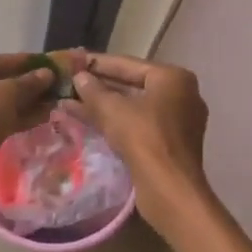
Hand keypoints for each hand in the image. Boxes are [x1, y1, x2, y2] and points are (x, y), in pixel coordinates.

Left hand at [0, 53, 65, 207]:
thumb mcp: (7, 95)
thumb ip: (28, 82)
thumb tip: (48, 74)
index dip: (21, 62)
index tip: (44, 62)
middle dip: (21, 86)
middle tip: (49, 85)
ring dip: (18, 104)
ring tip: (49, 103)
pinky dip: (7, 118)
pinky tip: (37, 119)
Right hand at [63, 54, 214, 240]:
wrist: (170, 190)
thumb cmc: (144, 138)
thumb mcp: (112, 109)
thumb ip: (93, 90)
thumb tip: (78, 77)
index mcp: (173, 78)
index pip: (128, 64)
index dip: (97, 63)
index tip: (72, 61)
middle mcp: (181, 95)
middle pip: (132, 85)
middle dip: (99, 86)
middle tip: (69, 83)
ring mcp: (178, 120)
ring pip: (133, 107)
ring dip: (103, 106)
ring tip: (70, 103)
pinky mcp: (171, 143)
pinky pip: (139, 124)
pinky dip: (116, 122)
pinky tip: (87, 122)